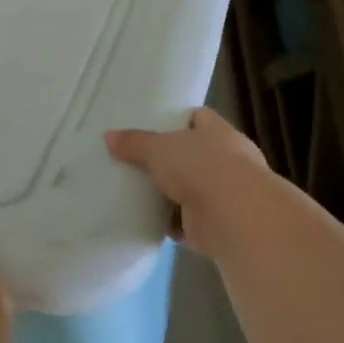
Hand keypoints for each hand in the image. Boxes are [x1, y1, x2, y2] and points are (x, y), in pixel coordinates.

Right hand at [106, 108, 281, 258]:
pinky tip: (145, 218)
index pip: (199, 118)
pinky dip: (169, 221)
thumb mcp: (158, 148)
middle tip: (137, 159)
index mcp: (219, 132)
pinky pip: (185, 220)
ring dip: (170, 193)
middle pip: (194, 155)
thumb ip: (134, 143)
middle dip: (171, 160)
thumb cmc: (201, 166)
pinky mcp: (214, 224)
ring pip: (190, 188)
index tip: (154, 125)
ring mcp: (224, 194)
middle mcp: (227, 160)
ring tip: (136, 189)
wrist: (235, 217)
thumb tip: (109, 136)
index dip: (178, 119)